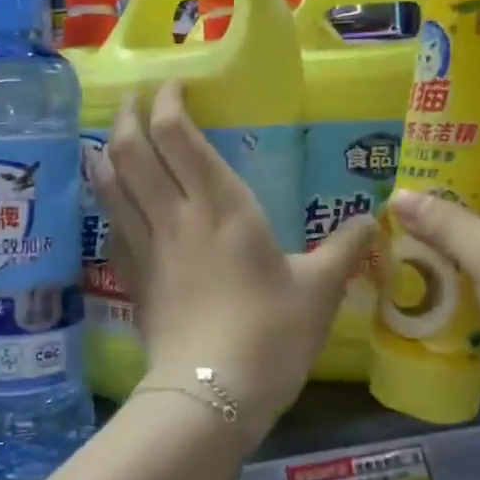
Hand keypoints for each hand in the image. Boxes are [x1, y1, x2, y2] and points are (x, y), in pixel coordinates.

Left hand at [84, 80, 373, 438]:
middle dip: (129, 116)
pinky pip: (111, 226)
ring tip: (112, 137)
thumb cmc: (271, 333)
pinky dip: (107, 202)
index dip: (167, 101)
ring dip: (107, 152)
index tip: (174, 86)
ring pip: (111, 184)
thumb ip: (344, 249)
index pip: (177, 135)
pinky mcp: (132, 278)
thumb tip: (372, 222)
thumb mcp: (320, 290)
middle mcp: (175, 215)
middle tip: (135, 99)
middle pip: (132, 149)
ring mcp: (146, 246)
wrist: (212, 393)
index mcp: (221, 206)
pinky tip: (112, 200)